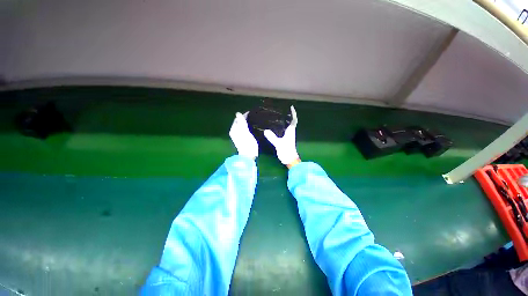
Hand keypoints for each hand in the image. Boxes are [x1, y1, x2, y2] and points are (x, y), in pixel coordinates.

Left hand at [229, 112, 258, 159]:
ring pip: (242, 127)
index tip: (251, 113)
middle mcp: (234, 132)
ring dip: (247, 123)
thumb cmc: (247, 143)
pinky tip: (252, 128)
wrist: (248, 155)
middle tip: (253, 116)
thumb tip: (238, 113)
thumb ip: (241, 122)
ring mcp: (238, 136)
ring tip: (254, 121)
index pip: (237, 119)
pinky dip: (248, 128)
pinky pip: (244, 130)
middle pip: (239, 123)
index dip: (243, 115)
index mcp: (233, 129)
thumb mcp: (244, 131)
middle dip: (245, 119)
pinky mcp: (243, 139)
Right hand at [264, 106, 300, 166]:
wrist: (289, 159)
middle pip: (291, 122)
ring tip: (279, 116)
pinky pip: (284, 131)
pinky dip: (282, 127)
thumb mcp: (279, 144)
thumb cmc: (286, 151)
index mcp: (291, 131)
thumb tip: (265, 131)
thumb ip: (272, 137)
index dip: (293, 113)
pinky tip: (276, 126)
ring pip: (288, 126)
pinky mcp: (286, 140)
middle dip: (289, 115)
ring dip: (286, 121)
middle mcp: (291, 132)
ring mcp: (288, 136)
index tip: (291, 107)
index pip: (294, 120)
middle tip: (283, 110)